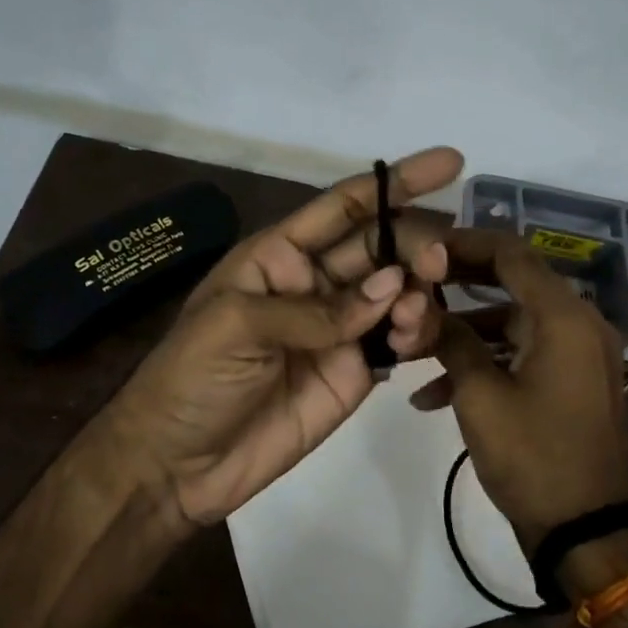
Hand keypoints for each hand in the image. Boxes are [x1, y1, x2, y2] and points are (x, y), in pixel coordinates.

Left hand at [94, 148, 459, 526]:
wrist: (178, 464)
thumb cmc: (191, 377)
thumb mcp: (237, 325)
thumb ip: (316, 308)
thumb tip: (391, 288)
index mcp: (280, 255)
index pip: (344, 207)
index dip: (394, 182)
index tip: (449, 163)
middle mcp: (316, 283)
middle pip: (380, 246)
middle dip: (415, 242)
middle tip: (439, 257)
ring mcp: (340, 329)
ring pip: (397, 292)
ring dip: (418, 289)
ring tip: (417, 305)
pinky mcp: (357, 372)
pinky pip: (398, 340)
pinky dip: (416, 332)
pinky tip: (411, 338)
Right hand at [415, 229, 627, 551]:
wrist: (585, 531)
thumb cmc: (532, 456)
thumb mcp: (480, 396)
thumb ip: (451, 342)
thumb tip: (423, 309)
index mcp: (564, 318)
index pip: (512, 254)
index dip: (464, 244)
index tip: (422, 250)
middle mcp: (577, 325)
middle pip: (511, 285)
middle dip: (456, 288)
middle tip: (412, 288)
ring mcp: (575, 356)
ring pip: (510, 324)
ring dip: (462, 335)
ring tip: (410, 353)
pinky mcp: (568, 382)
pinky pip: (521, 356)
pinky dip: (484, 365)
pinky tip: (431, 397)